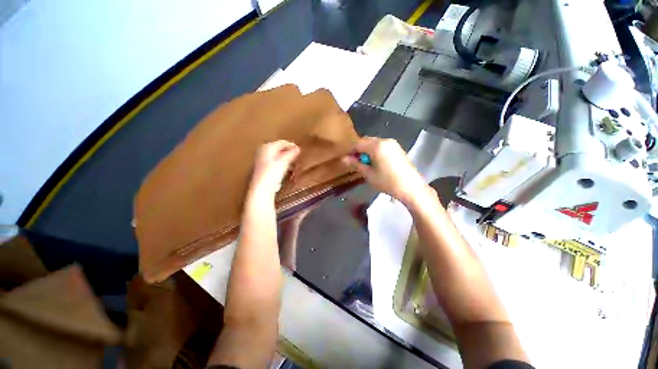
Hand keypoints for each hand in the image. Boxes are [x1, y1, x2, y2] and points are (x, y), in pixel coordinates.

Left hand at [250, 140, 299, 196]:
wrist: (261, 188)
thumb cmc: (272, 173)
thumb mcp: (284, 161)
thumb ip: (291, 154)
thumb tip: (297, 148)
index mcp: (267, 147)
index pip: (281, 142)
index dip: (291, 145)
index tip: (299, 149)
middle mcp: (262, 152)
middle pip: (277, 148)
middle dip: (287, 151)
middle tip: (296, 154)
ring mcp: (261, 161)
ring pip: (276, 156)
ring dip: (284, 158)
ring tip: (293, 161)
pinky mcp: (263, 170)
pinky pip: (274, 163)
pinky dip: (281, 164)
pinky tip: (285, 169)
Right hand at [343, 137, 429, 206]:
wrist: (411, 188)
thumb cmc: (388, 182)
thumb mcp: (369, 174)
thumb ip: (356, 164)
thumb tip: (344, 158)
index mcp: (377, 146)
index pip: (358, 143)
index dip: (351, 151)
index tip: (347, 160)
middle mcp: (385, 140)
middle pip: (366, 141)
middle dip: (359, 150)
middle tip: (356, 163)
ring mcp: (393, 144)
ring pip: (374, 143)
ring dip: (367, 151)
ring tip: (366, 164)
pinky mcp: (398, 148)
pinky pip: (382, 146)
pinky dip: (375, 151)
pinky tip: (376, 163)